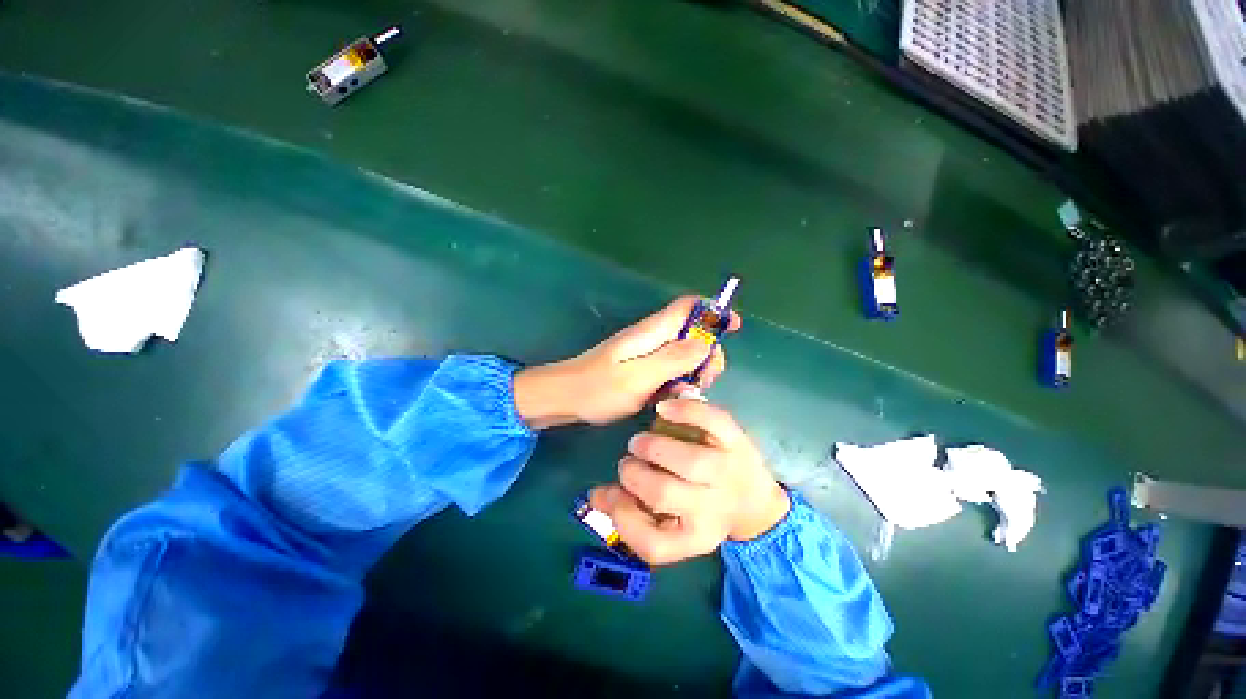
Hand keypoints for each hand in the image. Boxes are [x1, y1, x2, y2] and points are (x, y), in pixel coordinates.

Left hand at [512, 295, 740, 427]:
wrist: (564, 399)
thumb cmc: (597, 388)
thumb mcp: (638, 377)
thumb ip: (672, 359)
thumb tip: (705, 341)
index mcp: (651, 332)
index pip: (688, 307)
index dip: (713, 310)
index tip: (734, 327)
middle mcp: (651, 337)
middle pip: (691, 331)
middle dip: (707, 351)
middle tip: (707, 379)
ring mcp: (645, 353)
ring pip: (682, 352)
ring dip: (694, 369)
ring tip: (691, 391)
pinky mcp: (641, 368)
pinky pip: (669, 368)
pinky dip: (679, 379)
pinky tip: (675, 395)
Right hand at [588, 397, 789, 565]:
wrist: (755, 500)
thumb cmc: (702, 510)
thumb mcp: (672, 524)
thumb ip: (631, 512)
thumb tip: (596, 494)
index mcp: (695, 537)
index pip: (652, 544)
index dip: (622, 517)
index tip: (611, 493)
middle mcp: (714, 508)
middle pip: (664, 493)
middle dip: (635, 474)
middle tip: (628, 462)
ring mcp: (728, 471)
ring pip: (689, 460)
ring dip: (654, 447)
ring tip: (640, 442)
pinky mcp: (737, 441)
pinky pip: (713, 421)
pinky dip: (685, 411)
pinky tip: (662, 408)